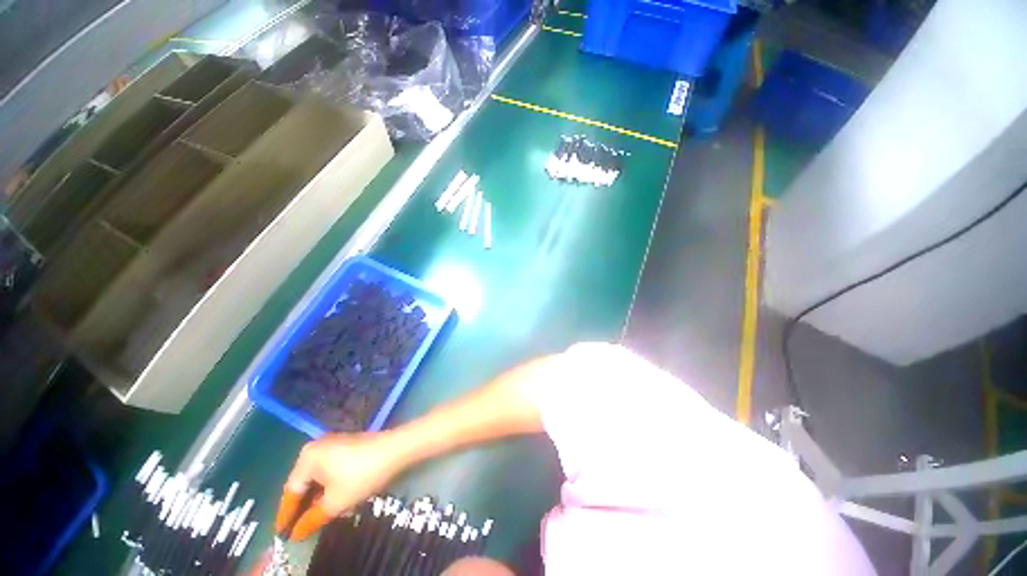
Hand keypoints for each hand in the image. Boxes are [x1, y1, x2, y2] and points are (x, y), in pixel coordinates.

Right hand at [275, 432, 406, 539]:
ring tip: (314, 519)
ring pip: (318, 477)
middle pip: (303, 482)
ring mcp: (333, 444)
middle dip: (302, 507)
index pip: (291, 490)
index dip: (286, 515)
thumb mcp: (335, 502)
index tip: (281, 534)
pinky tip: (331, 501)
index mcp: (308, 457)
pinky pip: (329, 470)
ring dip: (316, 498)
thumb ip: (312, 519)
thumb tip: (296, 534)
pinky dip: (328, 487)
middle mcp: (317, 447)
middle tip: (298, 530)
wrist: (396, 449)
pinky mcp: (347, 445)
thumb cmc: (362, 475)